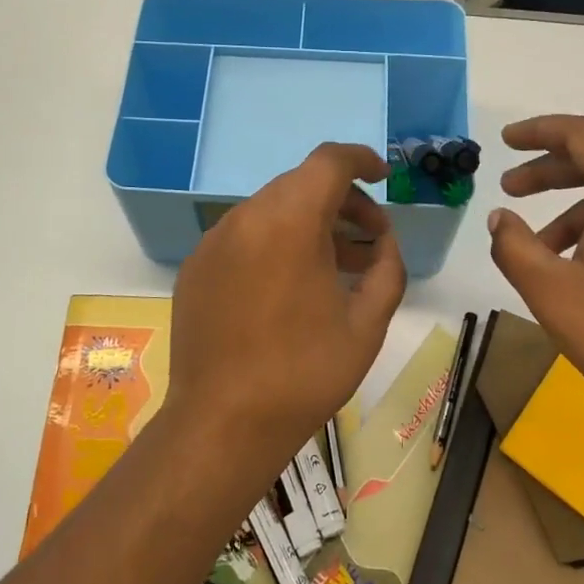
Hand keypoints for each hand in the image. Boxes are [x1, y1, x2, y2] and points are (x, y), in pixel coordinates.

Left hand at [168, 143, 406, 490]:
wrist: (222, 424)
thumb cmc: (303, 374)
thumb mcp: (367, 325)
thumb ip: (387, 269)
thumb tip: (383, 243)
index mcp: (289, 221)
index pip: (329, 161)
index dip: (362, 160)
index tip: (384, 177)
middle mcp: (245, 218)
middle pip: (300, 185)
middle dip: (342, 201)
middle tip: (371, 239)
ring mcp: (213, 241)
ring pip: (271, 210)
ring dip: (310, 224)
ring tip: (339, 264)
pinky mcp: (196, 267)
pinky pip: (244, 237)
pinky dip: (275, 243)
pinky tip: (290, 286)